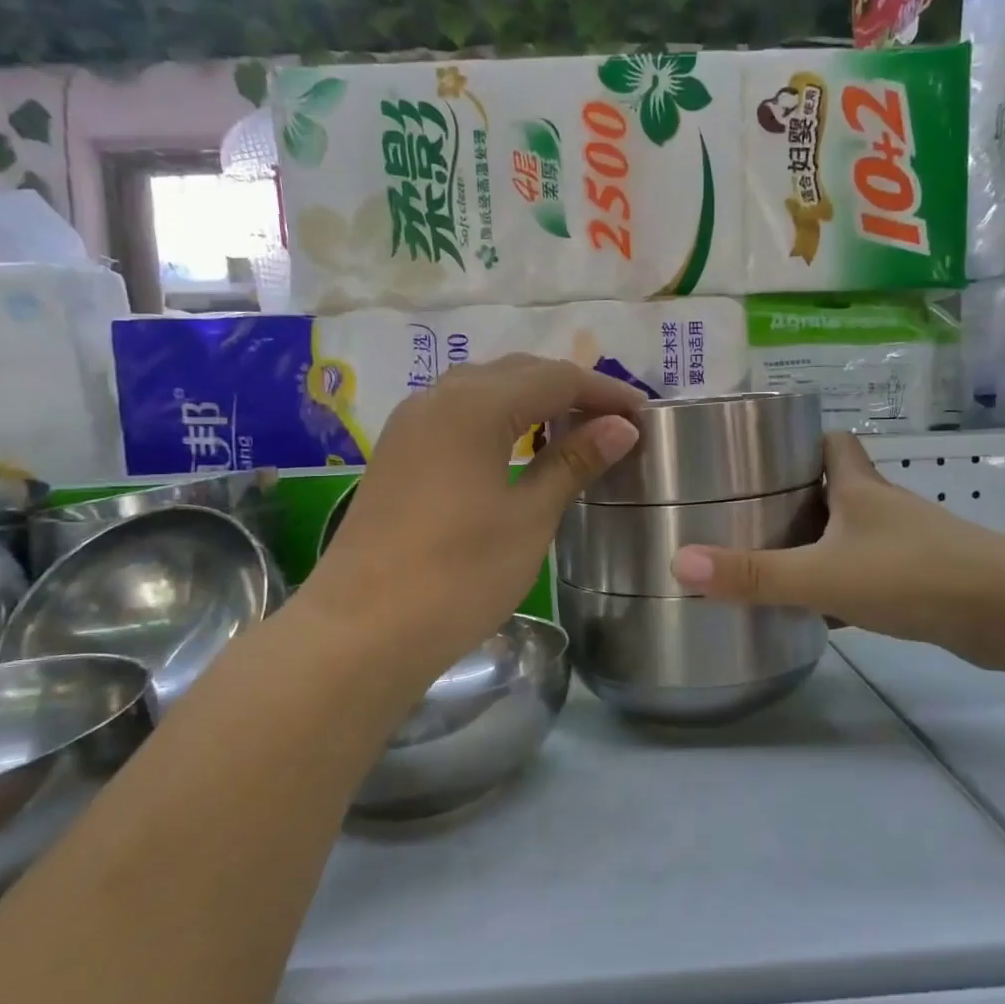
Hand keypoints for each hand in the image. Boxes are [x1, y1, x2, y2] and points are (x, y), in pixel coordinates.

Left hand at [306, 354, 642, 687]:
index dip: (604, 392)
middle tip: (613, 422)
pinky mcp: (397, 453)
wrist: (361, 631)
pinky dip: (497, 417)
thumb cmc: (458, 576)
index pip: (556, 378)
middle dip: (570, 389)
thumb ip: (572, 463)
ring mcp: (410, 425)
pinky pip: (458, 413)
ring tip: (571, 430)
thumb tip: (621, 427)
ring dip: (531, 400)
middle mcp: (438, 399)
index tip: (643, 414)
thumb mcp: (528, 519)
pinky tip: (516, 447)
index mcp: (475, 406)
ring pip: (483, 389)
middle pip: (517, 372)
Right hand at [668, 432, 1004, 672]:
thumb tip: (680, 562)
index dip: (803, 439)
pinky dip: (846, 585)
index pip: (834, 443)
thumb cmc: (915, 576)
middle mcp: (886, 509)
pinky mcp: (927, 581)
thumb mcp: (824, 575)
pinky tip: (821, 612)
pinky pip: (872, 574)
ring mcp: (911, 545)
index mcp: (861, 490)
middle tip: (752, 513)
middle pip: (840, 488)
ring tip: (773, 561)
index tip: (765, 453)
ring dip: (821, 543)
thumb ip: (754, 574)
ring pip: (855, 534)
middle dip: (800, 496)